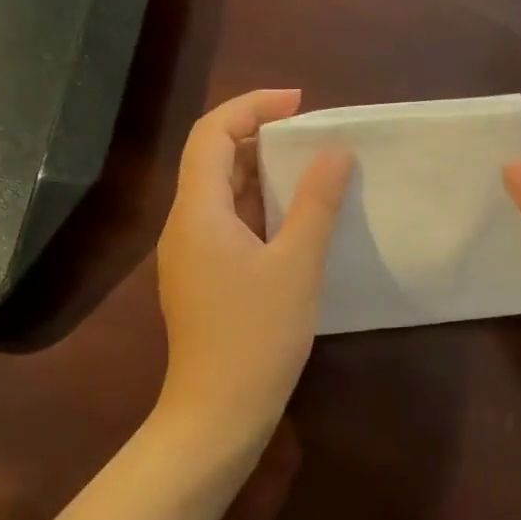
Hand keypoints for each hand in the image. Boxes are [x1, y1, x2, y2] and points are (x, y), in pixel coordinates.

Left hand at [156, 89, 353, 438]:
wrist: (218, 414)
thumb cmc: (257, 336)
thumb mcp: (298, 265)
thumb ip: (317, 203)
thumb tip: (336, 153)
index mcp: (198, 212)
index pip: (212, 133)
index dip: (252, 107)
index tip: (300, 105)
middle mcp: (184, 225)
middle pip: (214, 159)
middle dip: (261, 138)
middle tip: (313, 138)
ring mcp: (190, 255)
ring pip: (222, 194)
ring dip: (262, 175)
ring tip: (312, 172)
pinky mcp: (201, 278)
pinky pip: (227, 224)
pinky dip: (260, 208)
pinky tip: (295, 220)